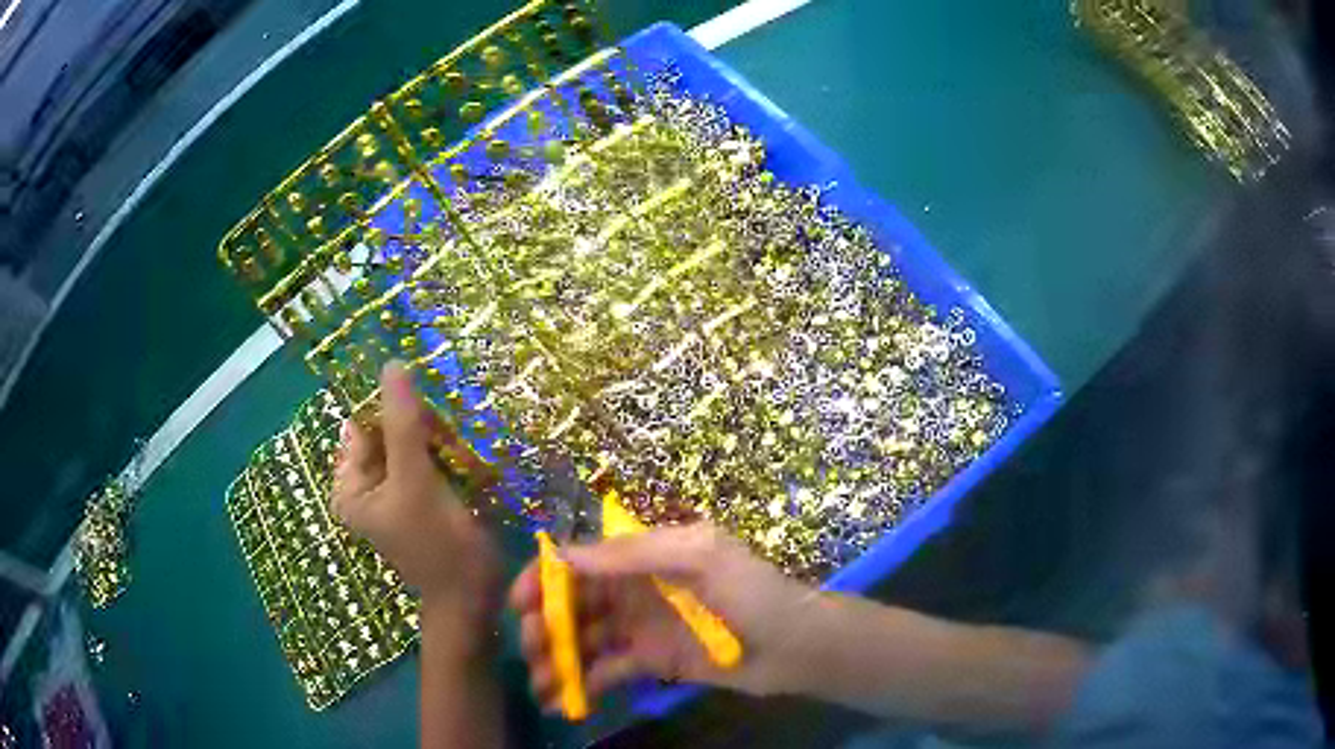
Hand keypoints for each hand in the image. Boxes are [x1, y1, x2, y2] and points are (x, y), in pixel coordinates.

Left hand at [333, 361, 500, 642]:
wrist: (474, 596)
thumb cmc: (438, 544)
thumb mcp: (416, 481)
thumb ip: (402, 424)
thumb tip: (392, 364)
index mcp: (350, 484)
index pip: (365, 424)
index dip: (395, 410)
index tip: (430, 418)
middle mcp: (367, 485)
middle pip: (390, 431)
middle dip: (424, 431)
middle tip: (450, 448)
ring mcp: (395, 492)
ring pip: (415, 443)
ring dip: (442, 444)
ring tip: (463, 465)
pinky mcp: (421, 497)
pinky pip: (430, 460)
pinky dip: (448, 458)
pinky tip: (467, 471)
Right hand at [509, 522, 819, 709]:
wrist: (796, 645)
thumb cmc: (754, 591)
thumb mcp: (700, 556)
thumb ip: (634, 554)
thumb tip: (563, 554)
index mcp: (643, 557)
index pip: (581, 561)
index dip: (544, 578)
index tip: (518, 604)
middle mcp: (634, 590)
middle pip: (574, 603)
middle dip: (545, 624)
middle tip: (531, 650)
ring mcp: (640, 629)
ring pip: (584, 640)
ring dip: (556, 659)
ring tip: (540, 683)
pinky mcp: (651, 663)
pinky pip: (607, 671)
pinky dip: (582, 684)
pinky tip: (562, 701)